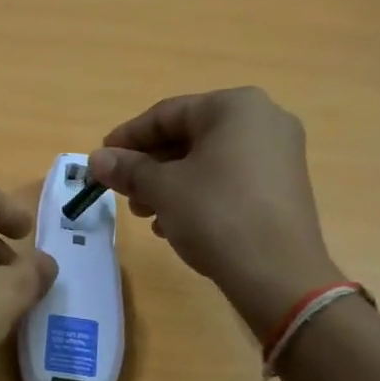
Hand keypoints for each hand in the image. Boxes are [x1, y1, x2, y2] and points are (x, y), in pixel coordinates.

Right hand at [87, 88, 342, 339]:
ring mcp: (279, 154)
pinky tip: (173, 224)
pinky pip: (229, 179)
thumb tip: (96, 159)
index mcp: (235, 106)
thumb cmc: (216, 214)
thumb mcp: (162, 189)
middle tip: (122, 191)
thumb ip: (127, 168)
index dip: (128, 137)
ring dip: (169, 184)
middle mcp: (263, 120)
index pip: (166, 113)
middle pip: (188, 136)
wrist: (278, 274)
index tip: (102, 157)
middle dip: (149, 165)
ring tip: (144, 213)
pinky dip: (198, 195)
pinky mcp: (283, 187)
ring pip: (207, 161)